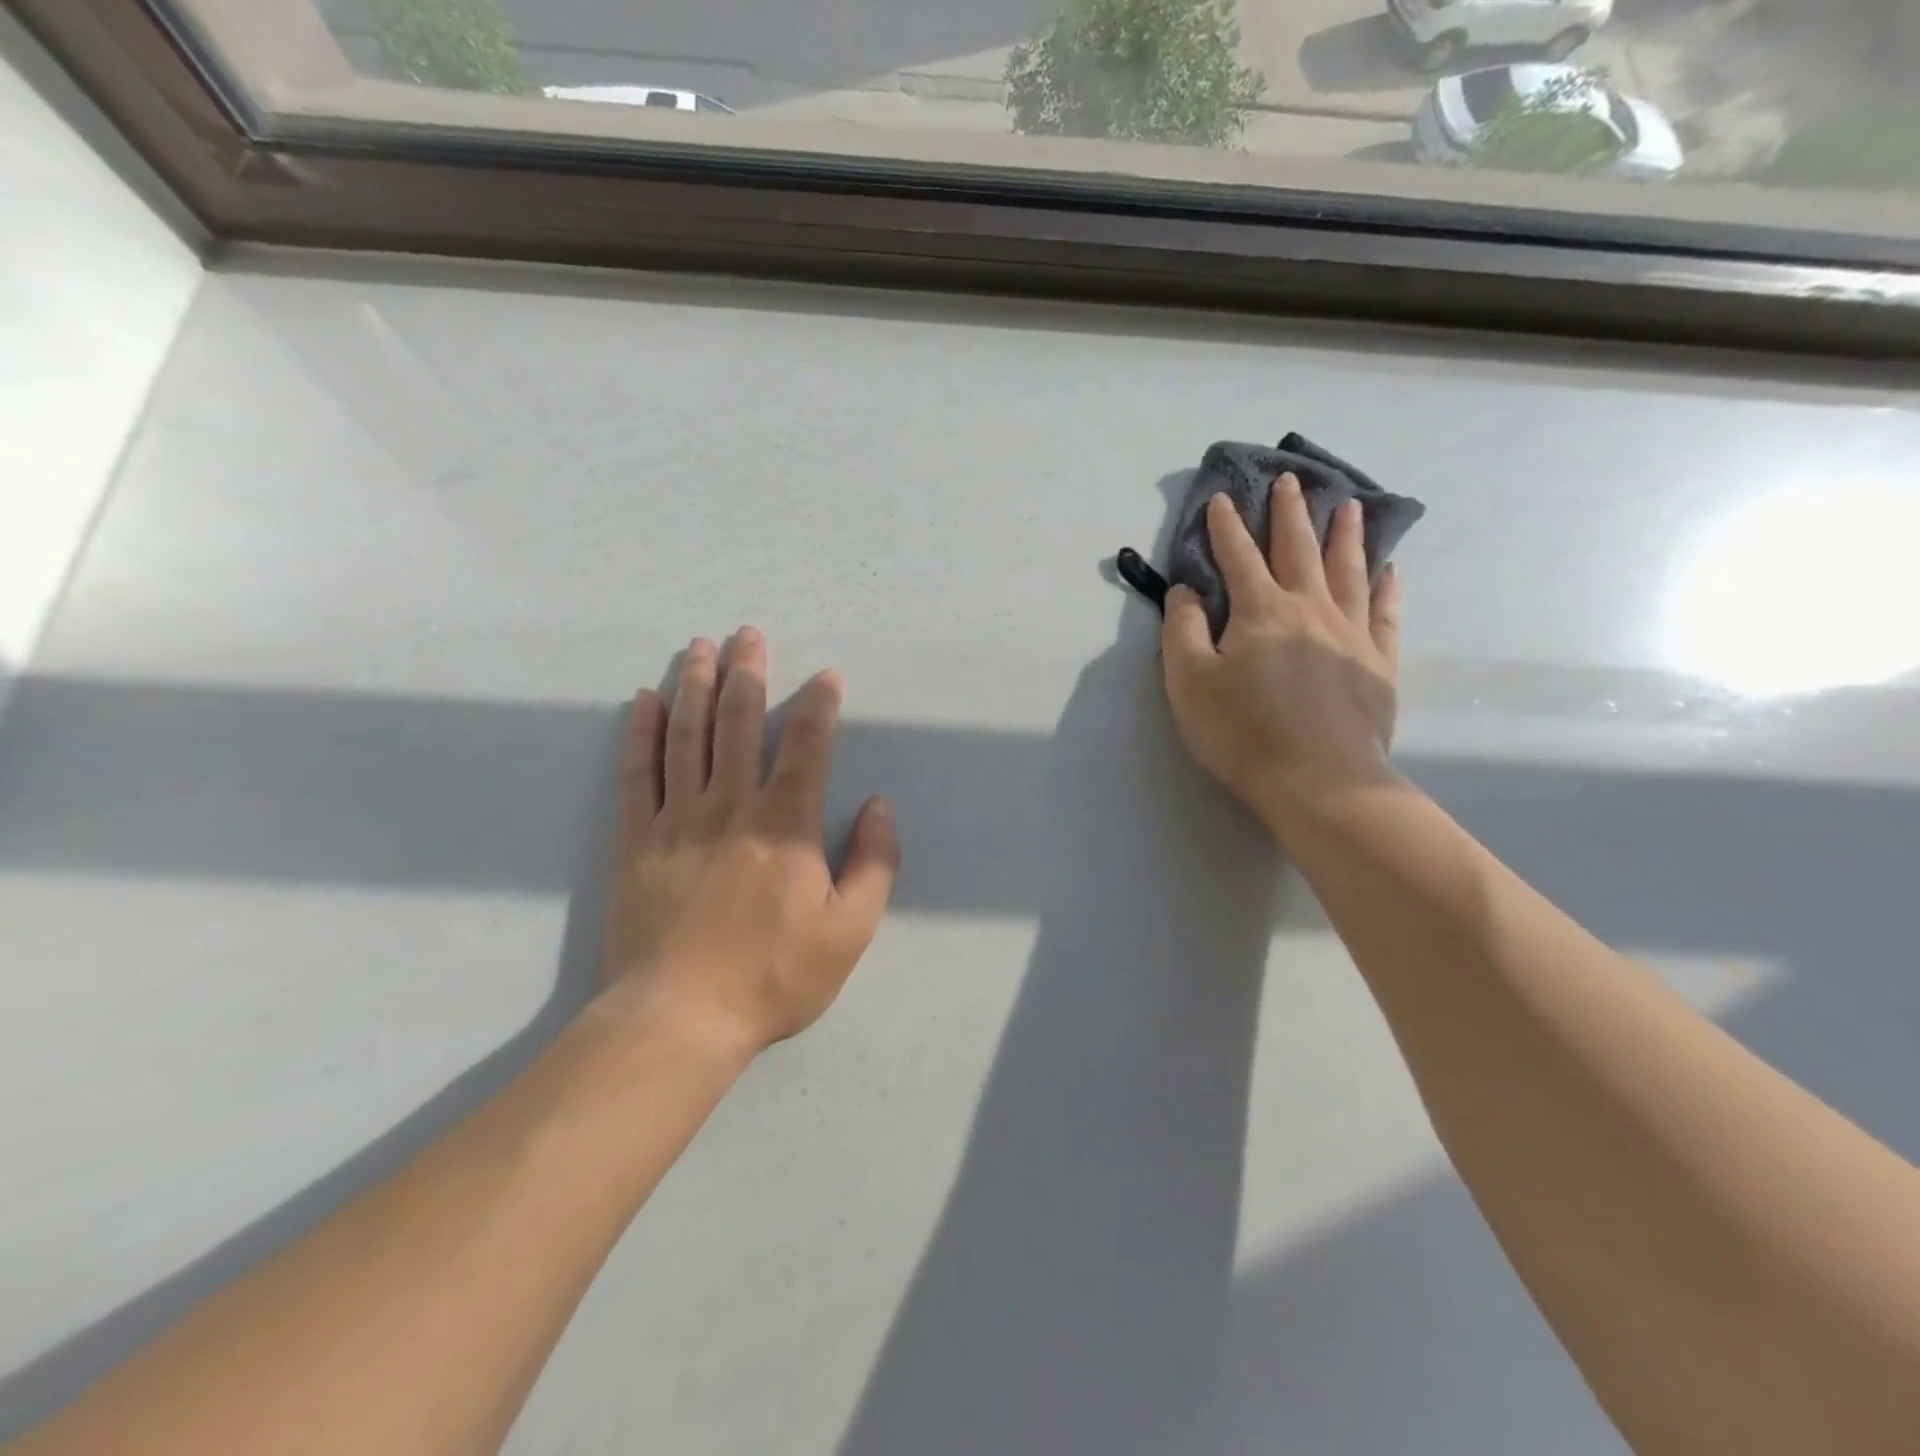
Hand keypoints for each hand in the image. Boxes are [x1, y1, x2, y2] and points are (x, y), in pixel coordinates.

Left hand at [600, 629, 900, 1056]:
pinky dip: (642, 733)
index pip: (807, 747)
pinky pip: (637, 774)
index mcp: (786, 826)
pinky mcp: (637, 840)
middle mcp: (731, 807)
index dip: (820, 706)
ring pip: (688, 737)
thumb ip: (874, 863)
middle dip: (748, 675)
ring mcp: (677, 820)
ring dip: (696, 687)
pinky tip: (647, 701)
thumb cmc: (774, 976)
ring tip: (700, 648)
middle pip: (740, 725)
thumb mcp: (850, 931)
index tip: (827, 676)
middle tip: (748, 634)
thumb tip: (880, 805)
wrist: (680, 1019)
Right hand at [1162, 477, 1402, 838]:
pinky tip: (1391, 569)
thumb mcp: (1189, 682)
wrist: (1319, 780)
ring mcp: (1352, 632)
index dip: (1226, 526)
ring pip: (1349, 570)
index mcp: (1260, 611)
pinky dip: (1388, 586)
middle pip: (1299, 549)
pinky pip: (1387, 612)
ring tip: (1349, 506)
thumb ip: (1184, 629)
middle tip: (1292, 480)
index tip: (1221, 498)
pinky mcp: (1379, 662)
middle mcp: (1310, 608)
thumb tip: (1187, 590)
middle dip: (1290, 513)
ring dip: (1346, 535)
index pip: (1238, 556)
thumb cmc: (1241, 732)